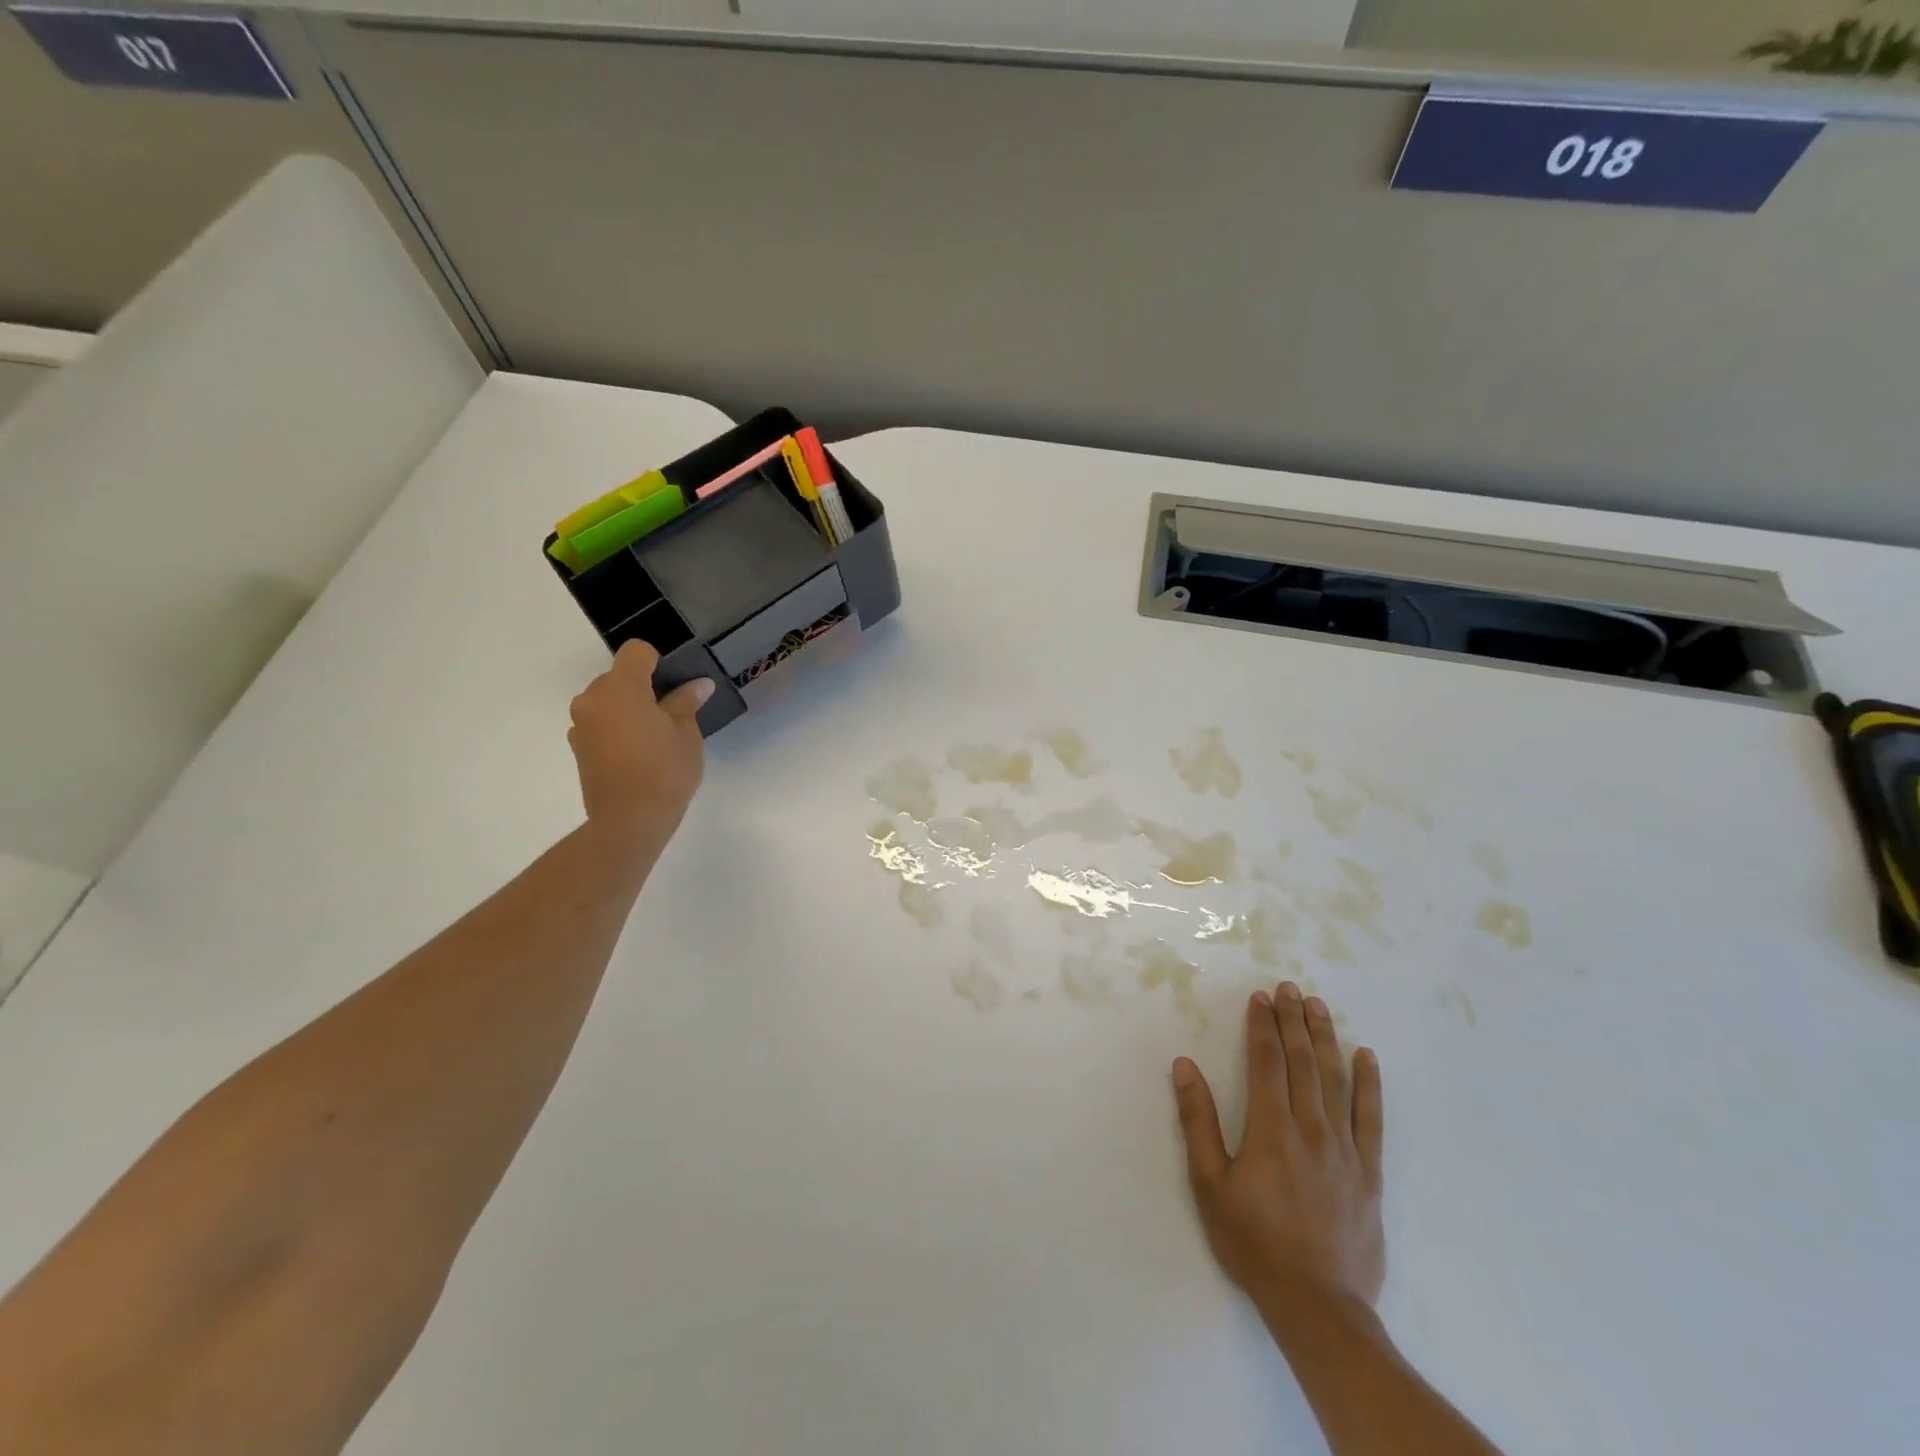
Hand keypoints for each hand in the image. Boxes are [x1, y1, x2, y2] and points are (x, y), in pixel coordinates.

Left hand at [568, 641, 712, 859]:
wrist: (630, 820)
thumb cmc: (664, 770)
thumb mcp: (686, 734)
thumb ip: (686, 703)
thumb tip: (698, 685)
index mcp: (621, 687)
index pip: (636, 652)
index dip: (658, 661)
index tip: (675, 683)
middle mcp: (593, 699)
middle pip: (619, 677)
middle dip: (642, 688)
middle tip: (670, 715)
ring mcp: (581, 724)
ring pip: (607, 702)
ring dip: (627, 710)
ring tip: (653, 738)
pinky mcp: (578, 748)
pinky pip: (599, 725)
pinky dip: (616, 730)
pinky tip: (636, 755)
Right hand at [1172, 982, 1384, 1320]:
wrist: (1319, 1307)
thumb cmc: (1254, 1243)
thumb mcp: (1210, 1184)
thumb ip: (1198, 1122)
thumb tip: (1185, 1066)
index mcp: (1271, 1128)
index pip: (1266, 1062)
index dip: (1262, 1026)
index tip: (1260, 997)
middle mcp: (1311, 1128)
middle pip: (1302, 1061)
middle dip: (1293, 1021)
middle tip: (1289, 987)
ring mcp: (1345, 1149)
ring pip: (1336, 1080)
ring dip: (1326, 1038)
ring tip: (1319, 1006)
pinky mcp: (1369, 1173)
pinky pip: (1372, 1118)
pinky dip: (1370, 1084)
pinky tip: (1368, 1057)